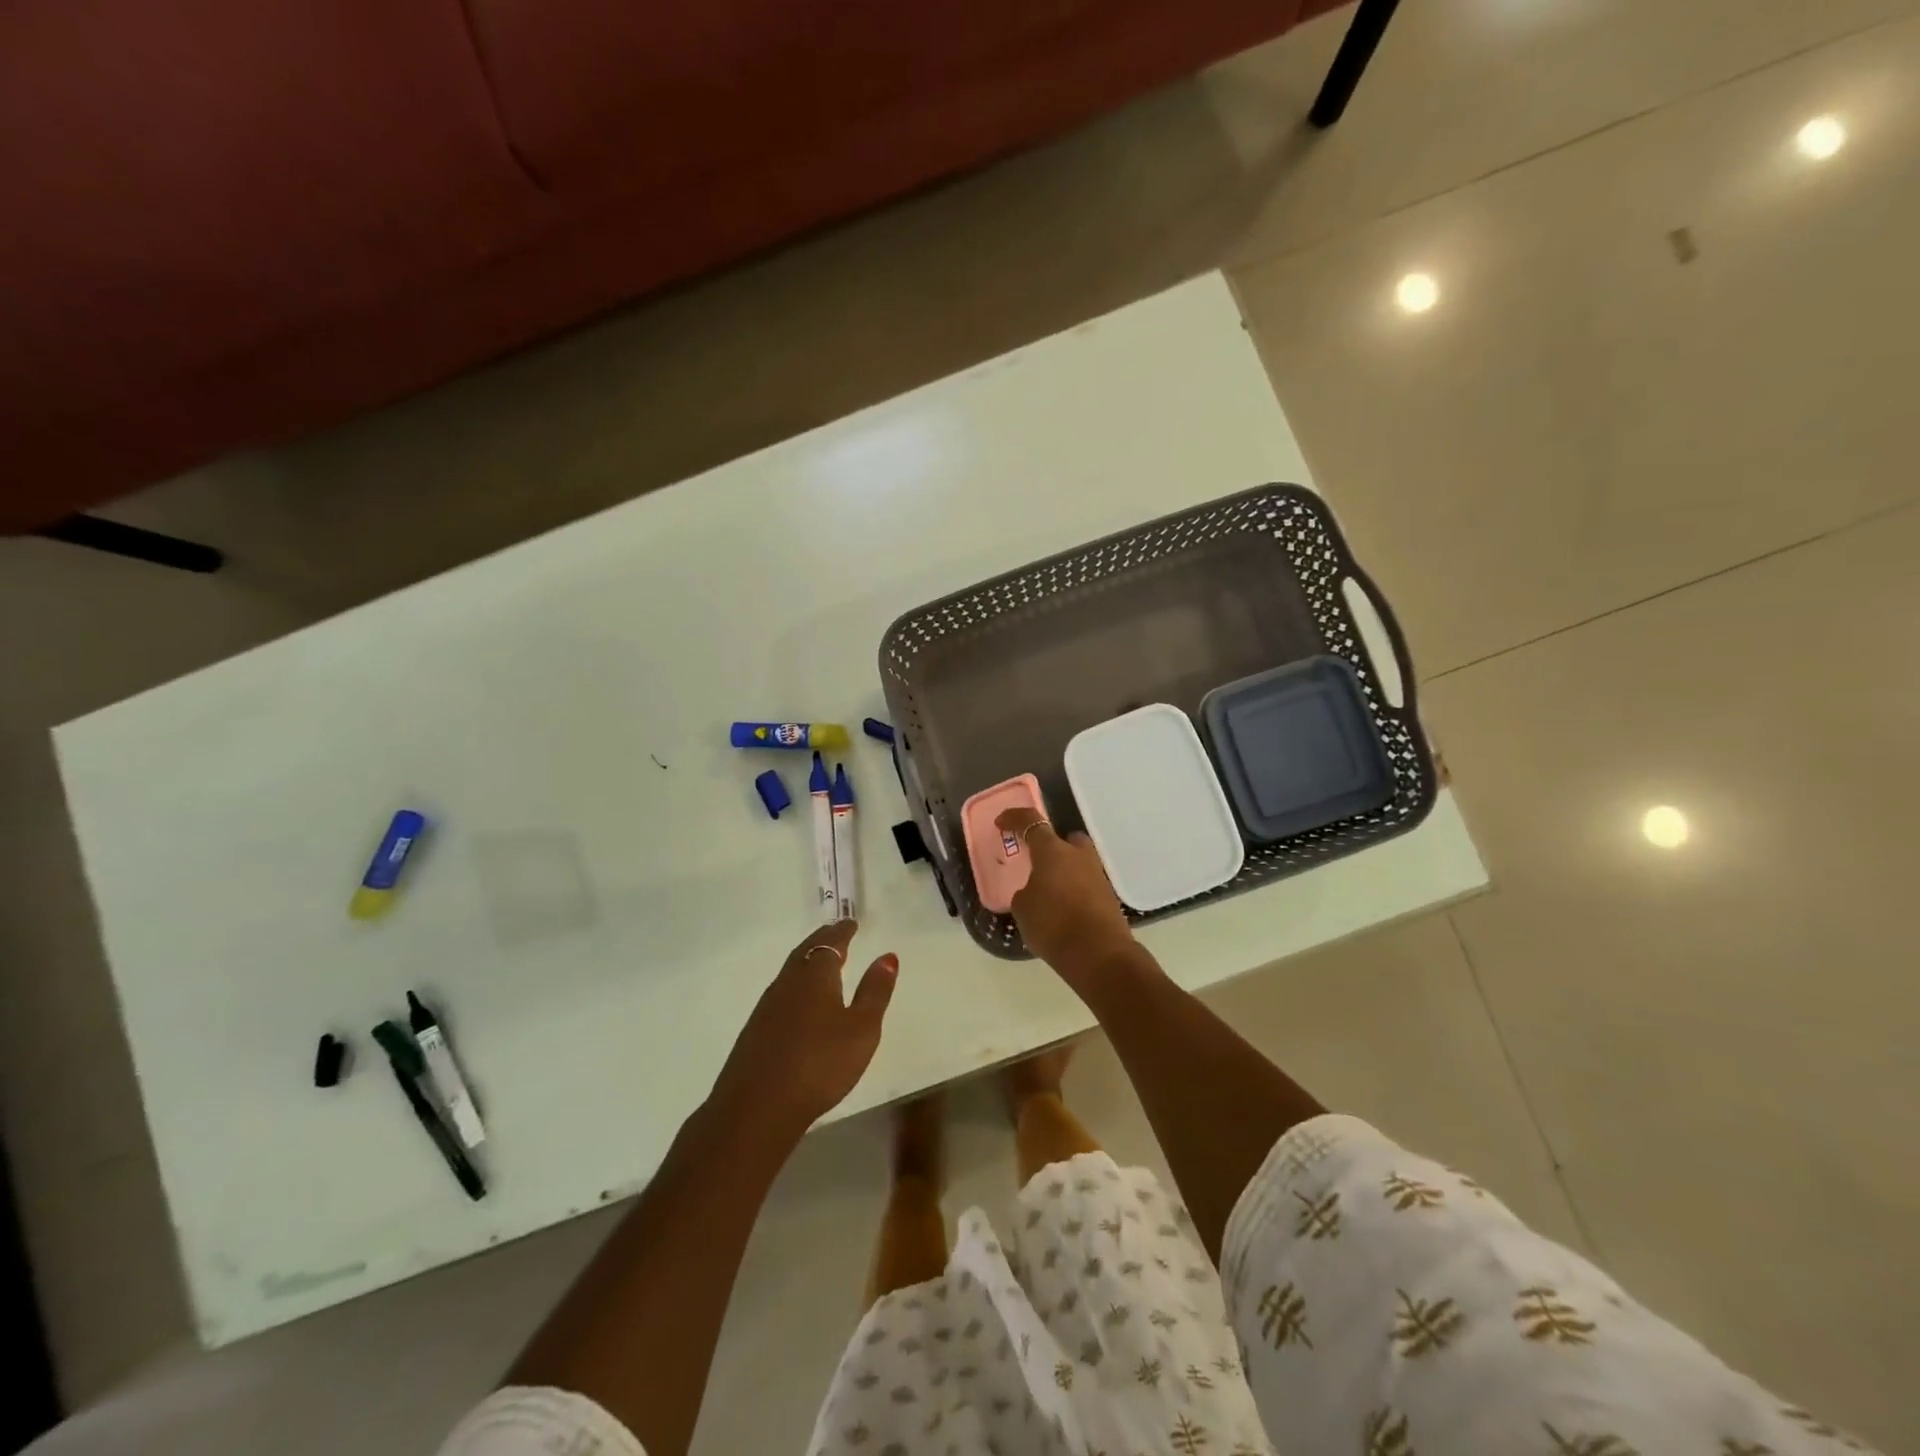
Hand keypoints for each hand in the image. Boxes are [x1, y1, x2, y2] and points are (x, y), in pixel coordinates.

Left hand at [710, 920, 897, 1144]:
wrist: (757, 1107)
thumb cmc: (820, 1064)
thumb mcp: (862, 1029)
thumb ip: (875, 991)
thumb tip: (887, 956)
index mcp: (816, 975)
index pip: (830, 943)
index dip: (842, 932)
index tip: (851, 923)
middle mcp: (788, 982)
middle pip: (806, 952)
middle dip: (823, 941)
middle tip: (836, 935)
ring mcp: (767, 1006)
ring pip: (791, 972)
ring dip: (808, 962)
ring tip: (822, 965)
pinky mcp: (755, 1030)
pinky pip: (781, 993)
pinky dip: (796, 985)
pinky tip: (800, 1002)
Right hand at [996, 808, 1136, 987]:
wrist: (1099, 954)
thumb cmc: (1053, 924)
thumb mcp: (1023, 909)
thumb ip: (1026, 893)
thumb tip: (1035, 891)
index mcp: (1053, 851)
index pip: (1031, 822)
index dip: (1014, 819)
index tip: (1002, 823)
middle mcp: (1078, 855)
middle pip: (1066, 840)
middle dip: (1052, 847)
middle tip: (1038, 862)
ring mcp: (1098, 875)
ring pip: (1078, 863)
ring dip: (1065, 871)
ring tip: (1049, 894)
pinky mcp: (1109, 897)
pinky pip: (1086, 884)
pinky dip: (1075, 891)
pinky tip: (1064, 910)